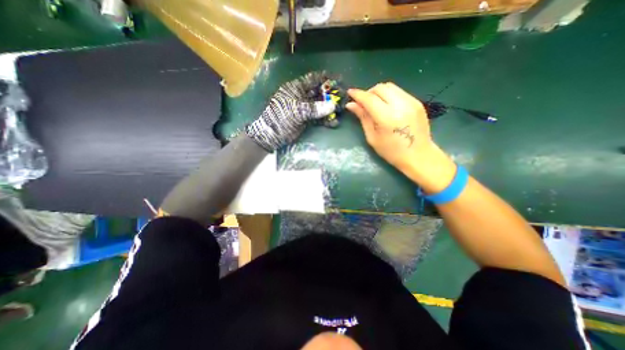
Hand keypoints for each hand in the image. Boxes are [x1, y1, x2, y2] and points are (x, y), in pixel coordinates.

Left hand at [246, 71, 339, 151]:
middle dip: (331, 95)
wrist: (272, 135)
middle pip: (319, 92)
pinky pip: (318, 117)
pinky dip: (326, 120)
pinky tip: (334, 123)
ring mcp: (304, 108)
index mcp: (296, 88)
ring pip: (320, 105)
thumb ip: (315, 108)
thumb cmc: (281, 118)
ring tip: (342, 110)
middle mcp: (301, 96)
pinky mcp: (306, 119)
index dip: (326, 78)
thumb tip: (333, 106)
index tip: (339, 79)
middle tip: (343, 97)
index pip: (313, 79)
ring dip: (330, 108)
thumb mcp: (297, 111)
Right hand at [347, 82, 454, 190]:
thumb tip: (351, 105)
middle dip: (368, 92)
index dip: (357, 94)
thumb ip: (363, 118)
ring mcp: (411, 102)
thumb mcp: (372, 137)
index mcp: (387, 117)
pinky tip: (387, 107)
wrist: (419, 155)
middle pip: (380, 88)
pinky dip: (389, 95)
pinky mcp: (417, 102)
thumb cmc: (391, 152)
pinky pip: (399, 92)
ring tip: (375, 104)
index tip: (350, 93)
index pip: (369, 98)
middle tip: (363, 103)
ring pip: (390, 86)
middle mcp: (400, 105)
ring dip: (378, 92)